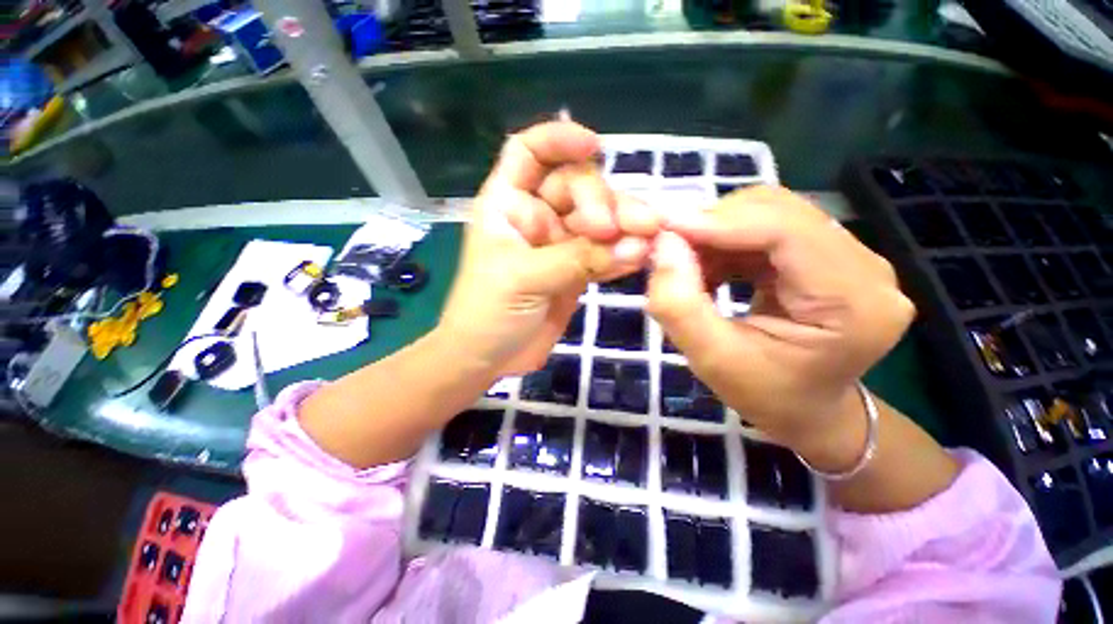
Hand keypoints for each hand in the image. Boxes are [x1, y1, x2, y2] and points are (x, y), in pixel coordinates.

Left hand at [439, 121, 653, 375]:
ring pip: (596, 221)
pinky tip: (637, 257)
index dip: (559, 139)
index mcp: (508, 205)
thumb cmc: (486, 313)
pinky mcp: (575, 272)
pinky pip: (603, 254)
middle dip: (602, 201)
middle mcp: (535, 218)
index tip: (595, 147)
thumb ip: (578, 259)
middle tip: (621, 229)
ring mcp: (558, 245)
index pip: (528, 152)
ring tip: (647, 239)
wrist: (487, 358)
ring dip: (623, 227)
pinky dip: (620, 255)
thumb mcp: (524, 278)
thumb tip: (635, 245)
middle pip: (576, 186)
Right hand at [646, 186, 915, 455]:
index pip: (787, 232)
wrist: (807, 411)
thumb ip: (679, 305)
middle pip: (780, 212)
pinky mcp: (829, 256)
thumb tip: (664, 244)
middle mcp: (866, 268)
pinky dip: (728, 241)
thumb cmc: (765, 395)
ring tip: (687, 264)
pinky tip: (709, 268)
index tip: (666, 227)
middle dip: (714, 224)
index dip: (721, 221)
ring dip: (718, 233)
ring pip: (771, 214)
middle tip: (669, 248)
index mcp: (855, 303)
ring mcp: (852, 257)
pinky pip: (769, 229)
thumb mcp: (711, 360)